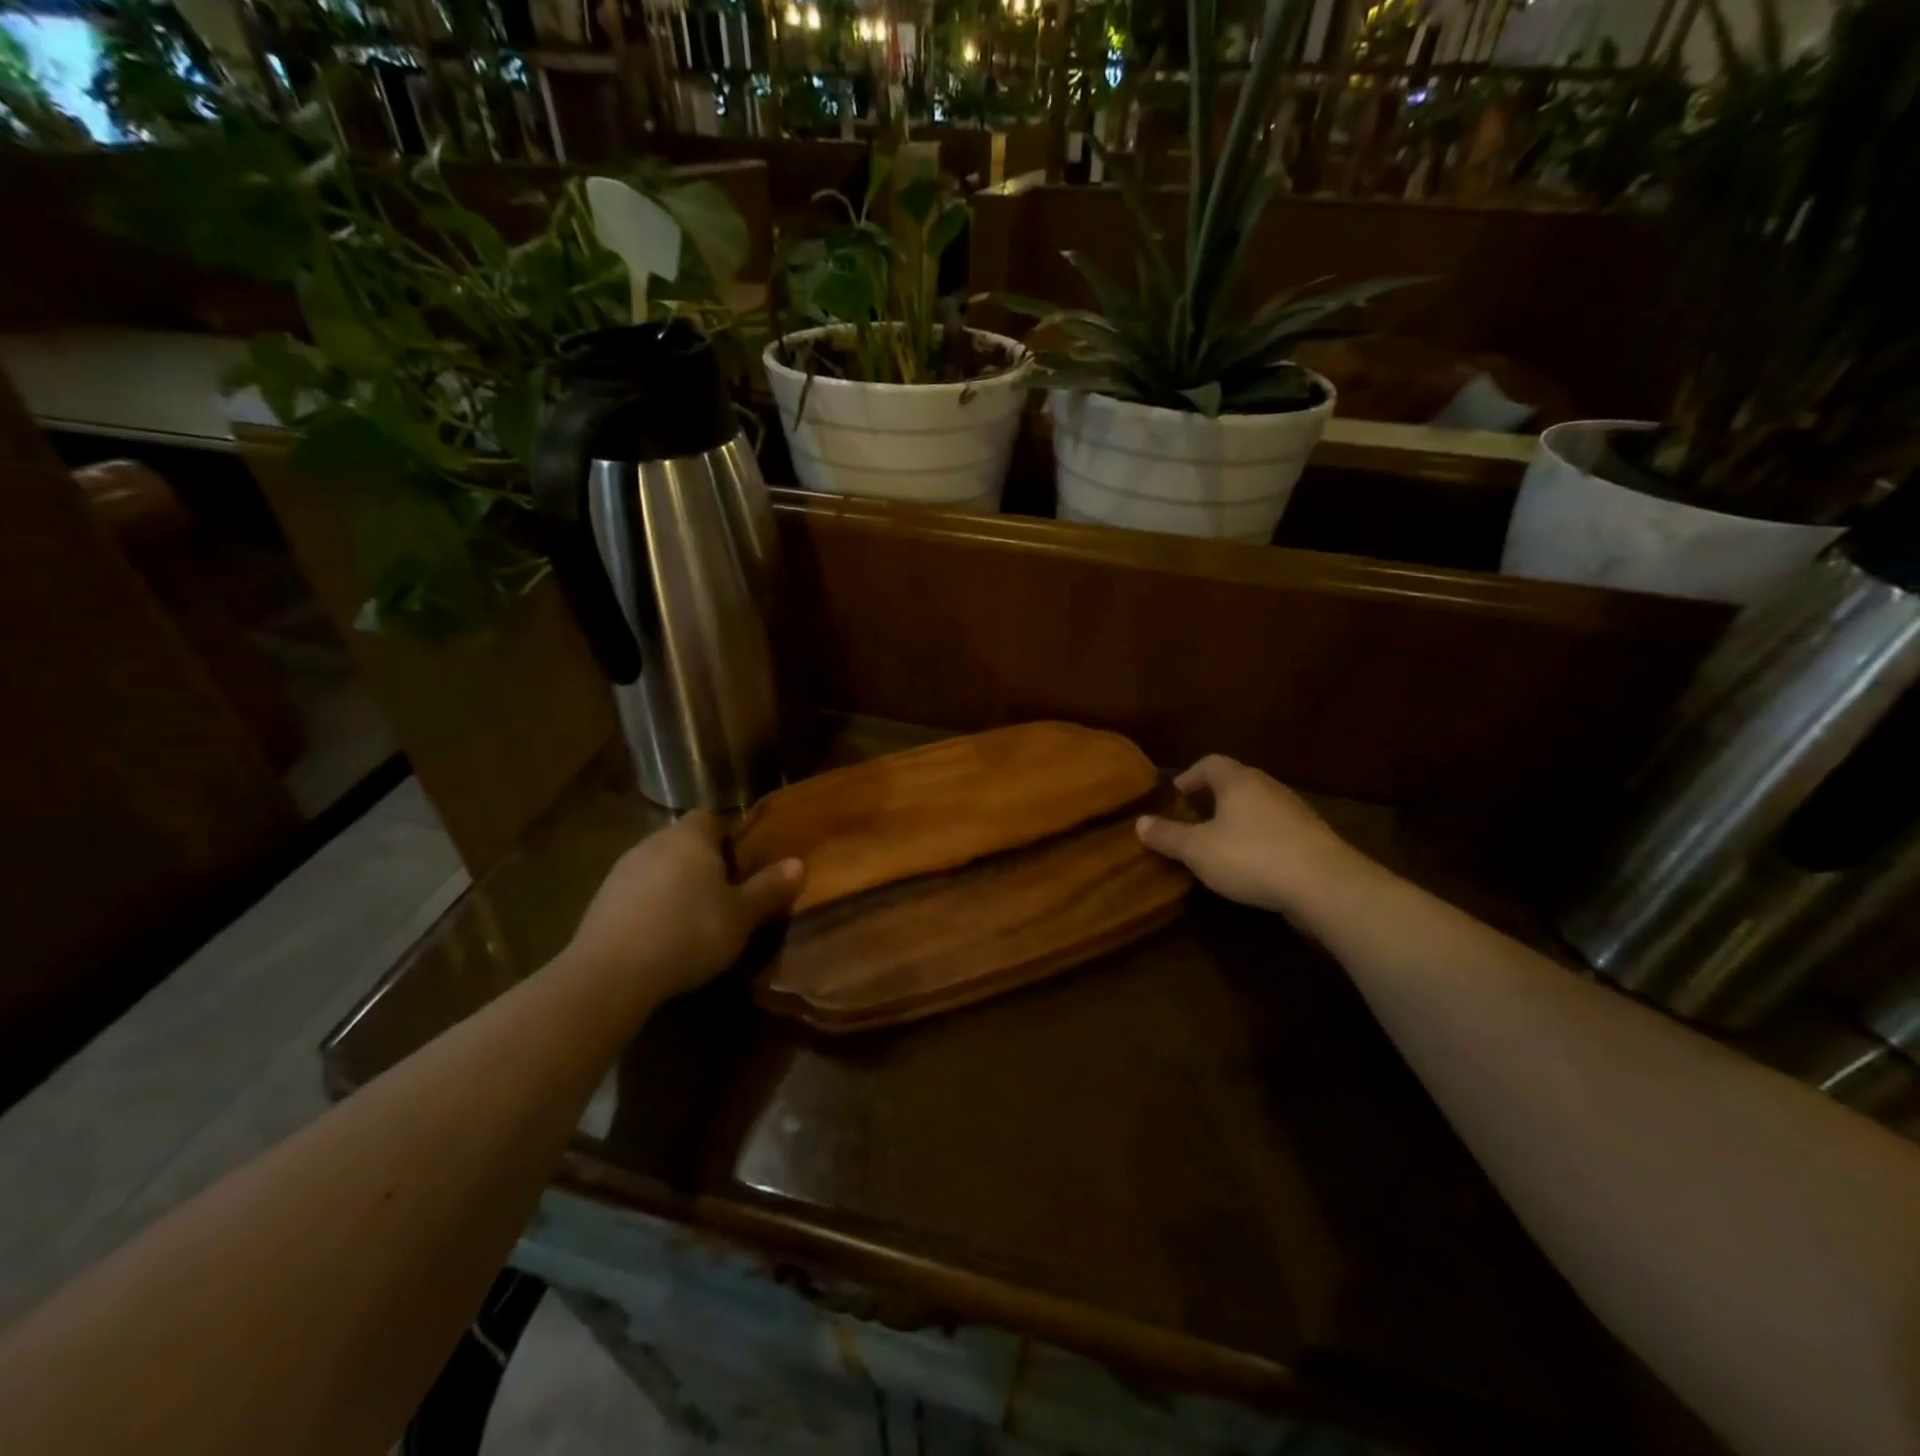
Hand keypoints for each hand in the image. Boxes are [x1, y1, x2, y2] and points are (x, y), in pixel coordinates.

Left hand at [568, 810, 803, 1002]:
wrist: (610, 974)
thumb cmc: (688, 933)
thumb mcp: (741, 916)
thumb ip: (769, 888)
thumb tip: (797, 863)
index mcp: (690, 836)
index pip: (711, 818)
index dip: (729, 837)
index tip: (742, 865)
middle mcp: (653, 842)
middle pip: (684, 843)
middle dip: (703, 864)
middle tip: (725, 896)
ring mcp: (622, 871)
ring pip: (659, 868)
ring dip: (675, 886)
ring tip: (694, 920)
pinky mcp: (600, 901)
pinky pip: (637, 894)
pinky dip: (651, 907)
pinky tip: (662, 937)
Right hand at [1136, 756, 1370, 919]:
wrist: (1325, 885)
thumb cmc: (1251, 856)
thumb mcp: (1198, 850)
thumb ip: (1168, 836)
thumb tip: (1139, 821)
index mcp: (1238, 781)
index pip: (1209, 763)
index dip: (1189, 777)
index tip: (1174, 797)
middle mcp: (1267, 787)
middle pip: (1234, 783)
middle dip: (1210, 799)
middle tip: (1190, 820)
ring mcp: (1294, 812)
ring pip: (1256, 807)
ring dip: (1235, 820)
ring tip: (1216, 844)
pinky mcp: (1311, 838)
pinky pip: (1274, 830)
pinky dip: (1256, 839)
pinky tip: (1248, 864)